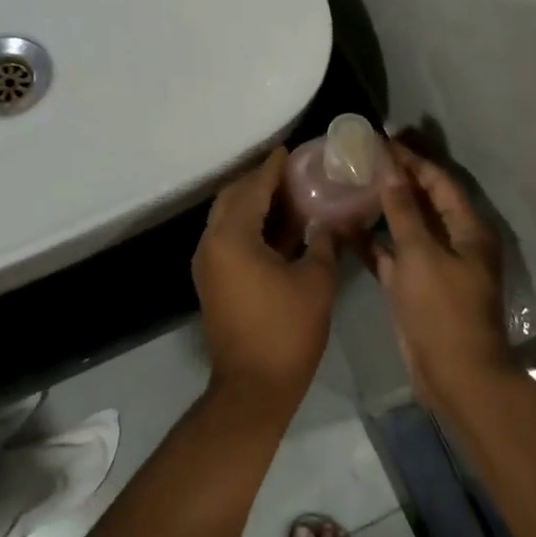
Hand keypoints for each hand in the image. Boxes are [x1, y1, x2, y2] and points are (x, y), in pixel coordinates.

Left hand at [192, 148, 339, 413]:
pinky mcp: (212, 281)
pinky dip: (250, 227)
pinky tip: (279, 228)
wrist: (253, 387)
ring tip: (289, 195)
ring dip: (253, 204)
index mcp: (232, 237)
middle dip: (259, 181)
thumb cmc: (287, 331)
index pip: (253, 188)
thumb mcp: (316, 281)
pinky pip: (228, 239)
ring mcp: (208, 264)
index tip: (288, 150)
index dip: (272, 168)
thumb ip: (323, 242)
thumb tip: (327, 222)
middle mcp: (211, 244)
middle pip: (233, 198)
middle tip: (290, 172)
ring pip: (228, 218)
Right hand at [368, 143, 517, 411]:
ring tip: (350, 185)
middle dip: (395, 179)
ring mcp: (434, 265)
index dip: (411, 160)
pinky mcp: (415, 286)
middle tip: (361, 158)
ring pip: (405, 227)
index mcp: (468, 229)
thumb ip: (403, 210)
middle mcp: (454, 241)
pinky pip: (392, 255)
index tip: (381, 141)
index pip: (438, 182)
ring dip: (382, 208)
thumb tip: (389, 169)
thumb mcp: (421, 254)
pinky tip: (344, 226)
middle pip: (423, 201)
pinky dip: (373, 242)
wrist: (454, 375)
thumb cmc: (443, 309)